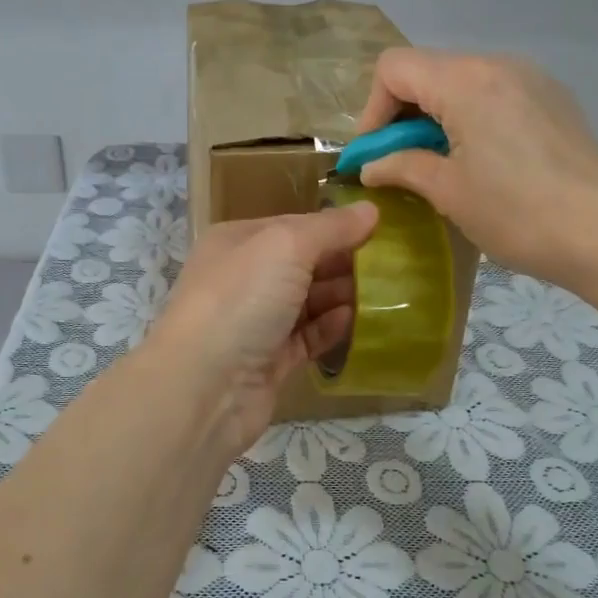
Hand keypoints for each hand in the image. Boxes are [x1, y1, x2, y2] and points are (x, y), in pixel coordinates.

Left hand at [144, 204, 379, 455]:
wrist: (204, 387)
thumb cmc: (240, 300)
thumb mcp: (286, 246)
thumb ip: (330, 228)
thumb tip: (371, 210)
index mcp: (238, 242)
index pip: (294, 226)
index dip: (335, 226)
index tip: (381, 230)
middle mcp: (244, 278)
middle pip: (303, 264)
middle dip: (343, 262)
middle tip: (393, 265)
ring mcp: (255, 322)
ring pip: (308, 302)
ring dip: (343, 296)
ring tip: (387, 293)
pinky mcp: (269, 361)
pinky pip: (307, 337)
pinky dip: (331, 329)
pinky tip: (357, 321)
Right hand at [354, 48, 597, 284]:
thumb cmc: (516, 213)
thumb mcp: (447, 192)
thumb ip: (401, 167)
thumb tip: (370, 166)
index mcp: (465, 81)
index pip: (394, 68)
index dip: (372, 109)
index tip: (375, 153)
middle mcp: (498, 64)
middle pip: (428, 71)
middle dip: (403, 115)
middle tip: (401, 163)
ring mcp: (531, 78)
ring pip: (462, 82)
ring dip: (438, 117)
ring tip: (442, 164)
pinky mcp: (552, 98)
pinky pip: (495, 94)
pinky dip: (472, 117)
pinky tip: (483, 160)